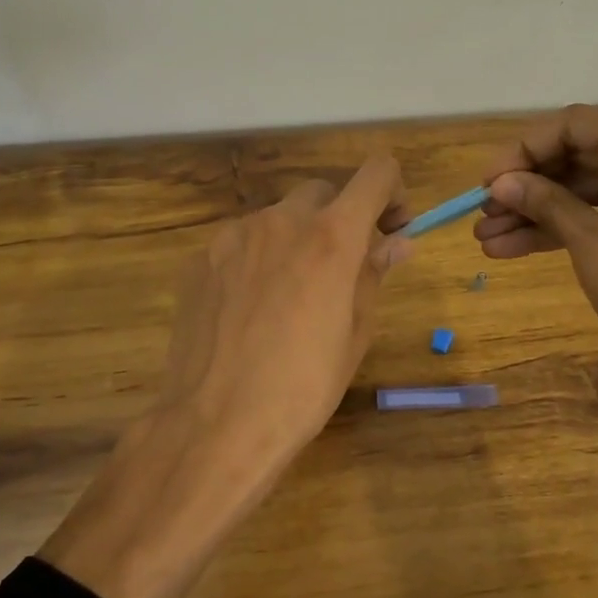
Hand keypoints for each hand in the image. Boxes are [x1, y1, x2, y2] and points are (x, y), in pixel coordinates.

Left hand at [150, 157, 411, 471]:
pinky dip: (258, 258)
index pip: (376, 173)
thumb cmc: (303, 386)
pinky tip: (251, 307)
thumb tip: (397, 243)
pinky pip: (242, 243)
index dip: (392, 191)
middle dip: (341, 217)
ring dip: (296, 238)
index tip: (391, 226)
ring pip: (278, 217)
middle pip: (323, 192)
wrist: (215, 423)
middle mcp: (281, 220)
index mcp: (331, 236)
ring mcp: (234, 235)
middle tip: (343, 265)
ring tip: (292, 293)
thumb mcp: (354, 333)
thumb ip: (373, 275)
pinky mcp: (201, 258)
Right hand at [474, 107, 597, 426]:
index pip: (569, 126)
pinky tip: (514, 249)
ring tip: (488, 240)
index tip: (485, 185)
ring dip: (536, 212)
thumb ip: (543, 201)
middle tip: (483, 216)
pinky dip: (562, 226)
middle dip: (525, 188)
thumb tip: (499, 184)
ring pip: (582, 187)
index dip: (520, 152)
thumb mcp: (588, 240)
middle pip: (574, 155)